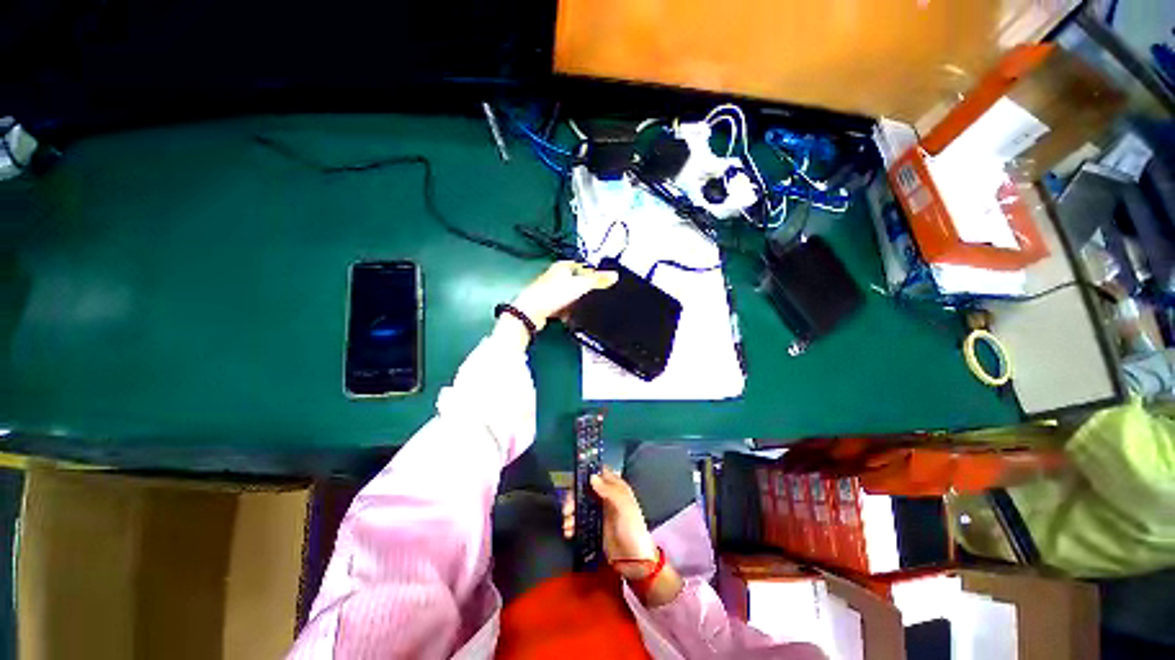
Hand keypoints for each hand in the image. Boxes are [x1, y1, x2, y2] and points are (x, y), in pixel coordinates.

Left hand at [511, 261, 616, 332]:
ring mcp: (550, 291)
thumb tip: (615, 275)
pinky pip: (563, 307)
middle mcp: (555, 276)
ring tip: (584, 307)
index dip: (593, 272)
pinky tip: (572, 316)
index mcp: (562, 266)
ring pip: (570, 296)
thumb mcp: (580, 285)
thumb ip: (598, 280)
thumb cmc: (553, 294)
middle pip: (576, 281)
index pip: (582, 266)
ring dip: (577, 302)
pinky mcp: (548, 305)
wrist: (532, 313)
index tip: (603, 281)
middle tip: (596, 295)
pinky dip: (569, 311)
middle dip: (586, 289)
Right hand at [561, 466, 656, 578]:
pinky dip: (572, 524)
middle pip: (586, 489)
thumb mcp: (624, 507)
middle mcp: (607, 496)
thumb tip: (592, 477)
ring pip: (581, 504)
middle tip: (567, 508)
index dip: (587, 473)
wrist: (635, 562)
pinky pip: (580, 520)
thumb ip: (609, 490)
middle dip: (574, 496)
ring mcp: (600, 512)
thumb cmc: (632, 529)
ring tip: (567, 523)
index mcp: (616, 487)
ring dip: (571, 511)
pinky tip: (568, 531)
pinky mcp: (595, 526)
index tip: (574, 479)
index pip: (600, 473)